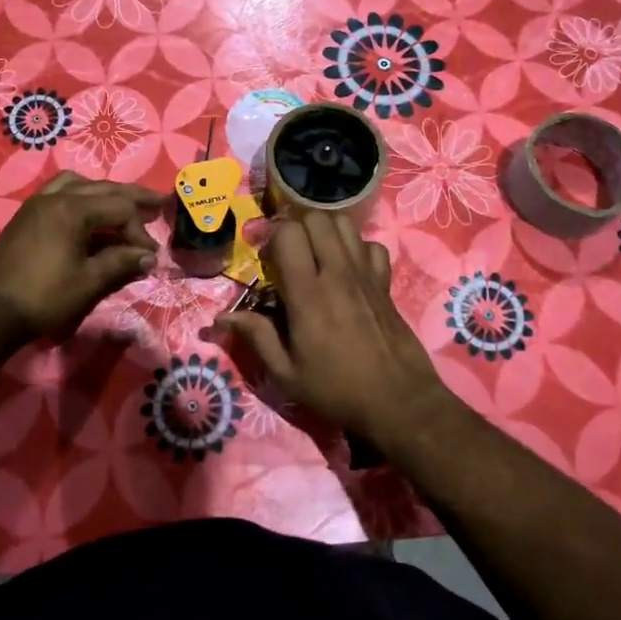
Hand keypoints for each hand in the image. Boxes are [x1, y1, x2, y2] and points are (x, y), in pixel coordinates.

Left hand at [0, 172, 163, 339]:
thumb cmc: (44, 297)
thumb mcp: (89, 281)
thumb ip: (121, 262)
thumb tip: (149, 256)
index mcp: (72, 209)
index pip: (119, 208)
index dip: (139, 231)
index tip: (149, 256)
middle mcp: (54, 197)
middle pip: (102, 188)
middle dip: (131, 198)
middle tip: (158, 203)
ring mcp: (36, 204)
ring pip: (77, 184)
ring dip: (102, 192)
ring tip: (119, 205)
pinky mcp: (25, 216)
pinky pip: (58, 192)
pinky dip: (79, 196)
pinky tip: (86, 214)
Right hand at [213, 213, 448, 446]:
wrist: (398, 401)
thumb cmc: (337, 390)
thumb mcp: (287, 374)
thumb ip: (256, 337)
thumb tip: (222, 317)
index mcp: (308, 294)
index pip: (289, 234)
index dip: (273, 236)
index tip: (266, 256)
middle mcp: (337, 274)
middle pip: (317, 218)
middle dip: (297, 225)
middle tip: (289, 250)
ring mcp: (365, 274)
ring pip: (344, 224)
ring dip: (325, 230)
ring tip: (316, 252)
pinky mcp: (385, 282)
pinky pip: (372, 245)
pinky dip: (358, 248)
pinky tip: (349, 267)